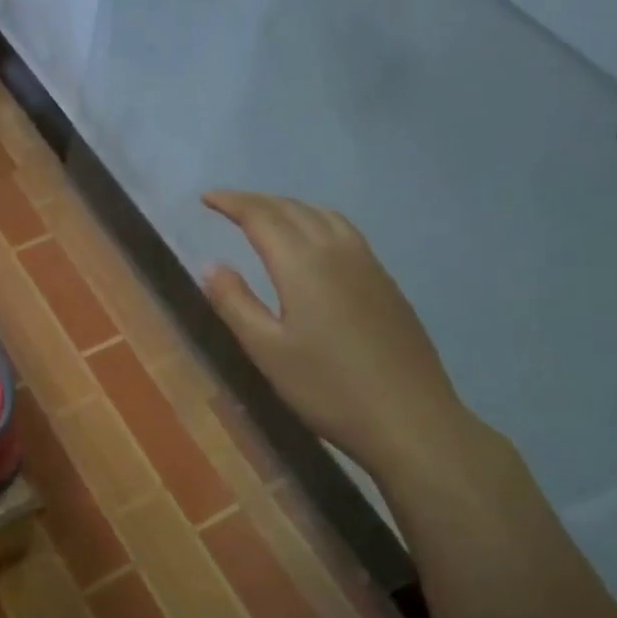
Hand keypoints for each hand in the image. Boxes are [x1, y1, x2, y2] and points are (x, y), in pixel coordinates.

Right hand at [201, 190, 474, 480]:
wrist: (411, 419)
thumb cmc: (328, 388)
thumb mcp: (267, 351)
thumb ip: (235, 303)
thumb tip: (211, 264)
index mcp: (303, 264)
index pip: (261, 216)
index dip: (231, 202)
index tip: (205, 198)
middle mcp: (337, 251)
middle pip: (293, 209)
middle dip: (256, 201)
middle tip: (227, 205)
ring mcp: (369, 265)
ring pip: (324, 216)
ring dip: (289, 208)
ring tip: (266, 217)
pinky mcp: (386, 283)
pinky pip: (345, 232)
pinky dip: (316, 222)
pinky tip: (313, 244)